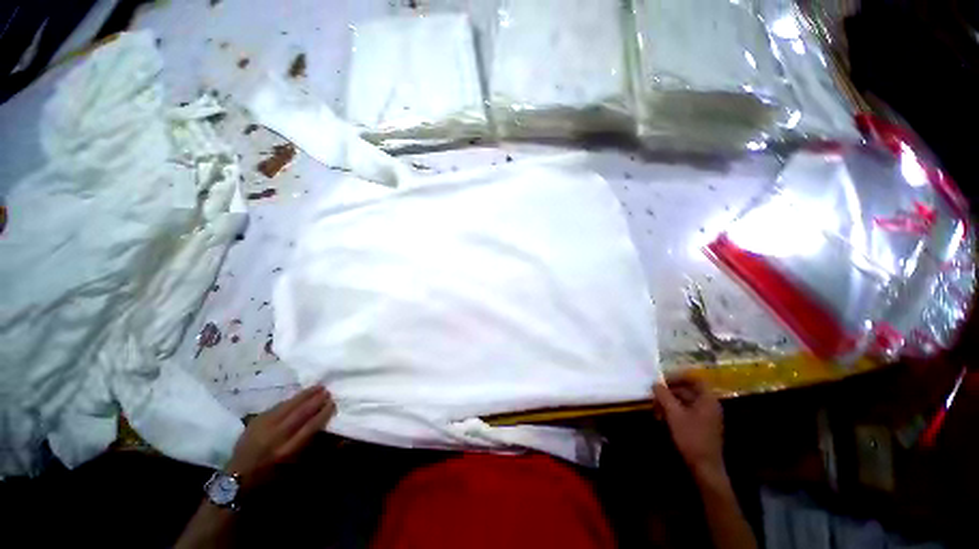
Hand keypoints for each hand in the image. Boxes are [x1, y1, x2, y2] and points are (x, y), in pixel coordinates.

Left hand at [225, 385, 334, 490]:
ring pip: (288, 406)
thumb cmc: (272, 479)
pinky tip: (298, 395)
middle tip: (328, 391)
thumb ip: (318, 453)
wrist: (237, 481)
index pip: (310, 427)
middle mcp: (275, 438)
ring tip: (317, 387)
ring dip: (304, 395)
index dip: (323, 414)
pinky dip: (290, 400)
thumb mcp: (297, 472)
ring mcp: (262, 428)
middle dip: (315, 400)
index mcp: (287, 452)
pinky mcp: (255, 422)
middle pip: (300, 413)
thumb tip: (341, 439)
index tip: (333, 404)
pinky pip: (277, 406)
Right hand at [653, 376, 724, 480]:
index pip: (694, 379)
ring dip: (669, 402)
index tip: (661, 380)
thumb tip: (655, 383)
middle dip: (669, 391)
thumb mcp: (674, 414)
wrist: (705, 467)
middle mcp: (709, 405)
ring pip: (685, 401)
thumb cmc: (691, 437)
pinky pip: (686, 412)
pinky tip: (662, 418)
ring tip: (655, 408)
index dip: (678, 376)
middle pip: (688, 390)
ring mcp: (706, 417)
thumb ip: (664, 396)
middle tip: (654, 394)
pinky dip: (674, 411)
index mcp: (707, 399)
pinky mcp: (701, 426)